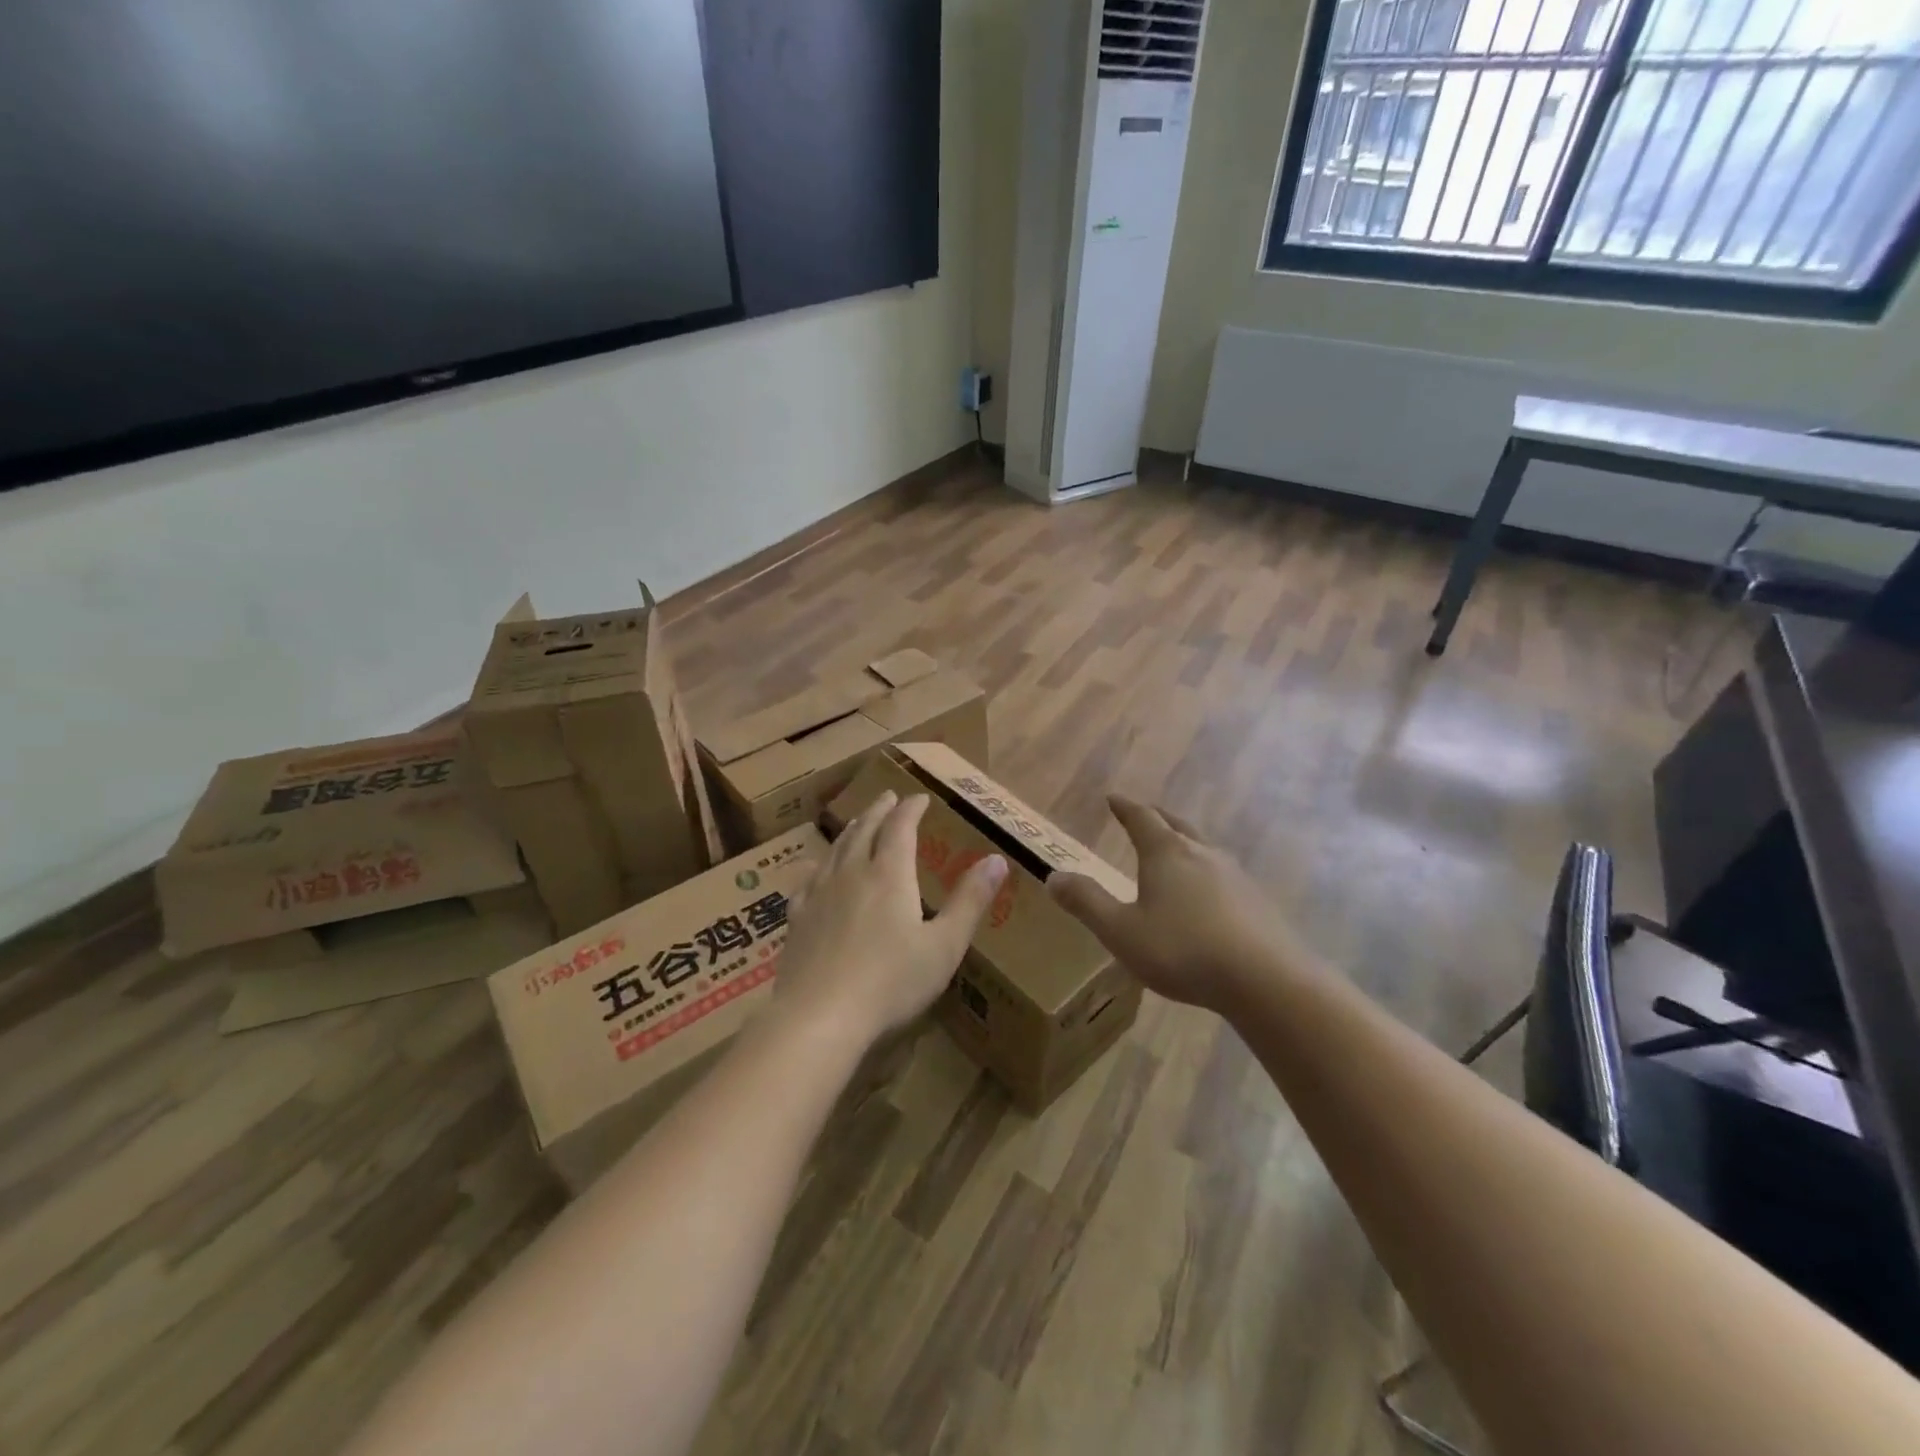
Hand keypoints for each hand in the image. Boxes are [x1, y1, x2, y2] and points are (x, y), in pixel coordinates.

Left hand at [773, 790, 1006, 1046]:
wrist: (820, 1016)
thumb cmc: (891, 982)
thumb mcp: (944, 945)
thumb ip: (970, 901)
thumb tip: (997, 860)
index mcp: (890, 875)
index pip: (901, 828)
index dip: (911, 809)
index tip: (920, 798)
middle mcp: (853, 873)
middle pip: (865, 830)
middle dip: (879, 810)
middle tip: (888, 797)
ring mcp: (820, 894)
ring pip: (836, 849)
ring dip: (851, 830)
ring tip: (857, 822)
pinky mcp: (798, 918)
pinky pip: (807, 879)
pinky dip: (818, 864)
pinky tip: (815, 868)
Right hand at [1048, 796, 1312, 1014]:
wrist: (1265, 980)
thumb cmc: (1183, 950)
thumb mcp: (1121, 931)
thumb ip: (1086, 903)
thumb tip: (1054, 876)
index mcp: (1166, 853)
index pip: (1141, 818)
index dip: (1125, 807)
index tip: (1113, 797)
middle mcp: (1201, 853)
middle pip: (1176, 825)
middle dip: (1157, 818)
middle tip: (1144, 814)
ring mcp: (1234, 875)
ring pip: (1203, 848)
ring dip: (1184, 843)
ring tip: (1174, 852)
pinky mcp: (1256, 900)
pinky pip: (1223, 874)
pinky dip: (1206, 872)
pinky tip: (1207, 895)